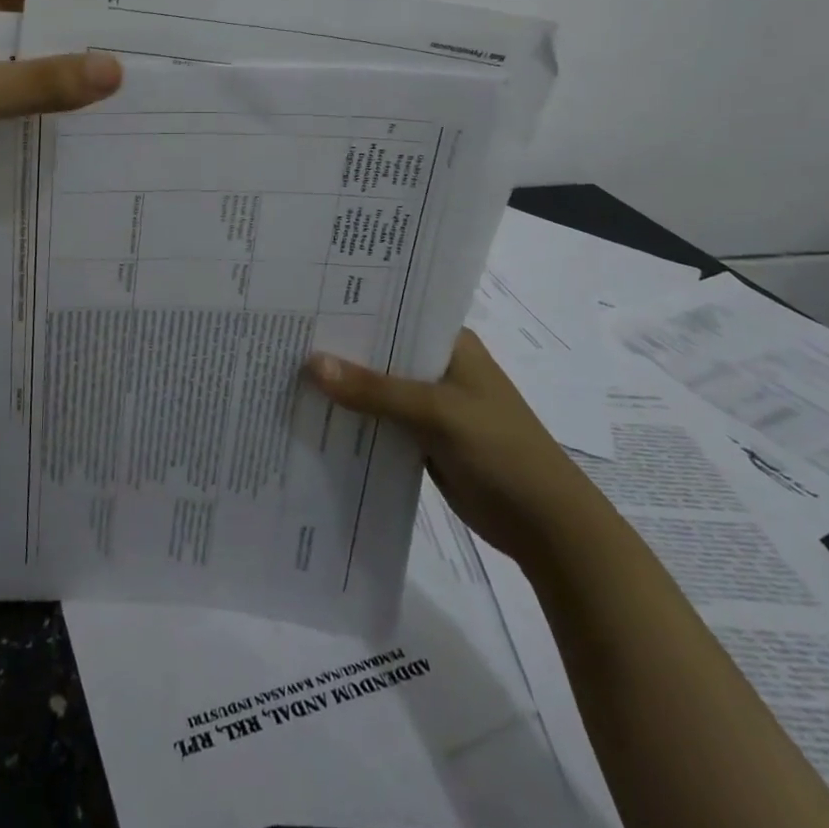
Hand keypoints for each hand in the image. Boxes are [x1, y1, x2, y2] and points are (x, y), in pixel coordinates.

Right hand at [304, 328, 604, 565]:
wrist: (545, 526)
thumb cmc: (500, 450)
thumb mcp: (436, 412)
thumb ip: (374, 389)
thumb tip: (311, 363)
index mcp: (450, 343)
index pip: (394, 312)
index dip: (351, 307)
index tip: (304, 301)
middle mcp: (437, 365)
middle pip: (380, 350)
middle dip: (339, 348)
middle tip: (284, 335)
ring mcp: (430, 403)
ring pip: (376, 387)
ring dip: (343, 385)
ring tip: (285, 370)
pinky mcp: (422, 437)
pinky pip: (379, 420)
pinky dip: (354, 418)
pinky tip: (313, 414)